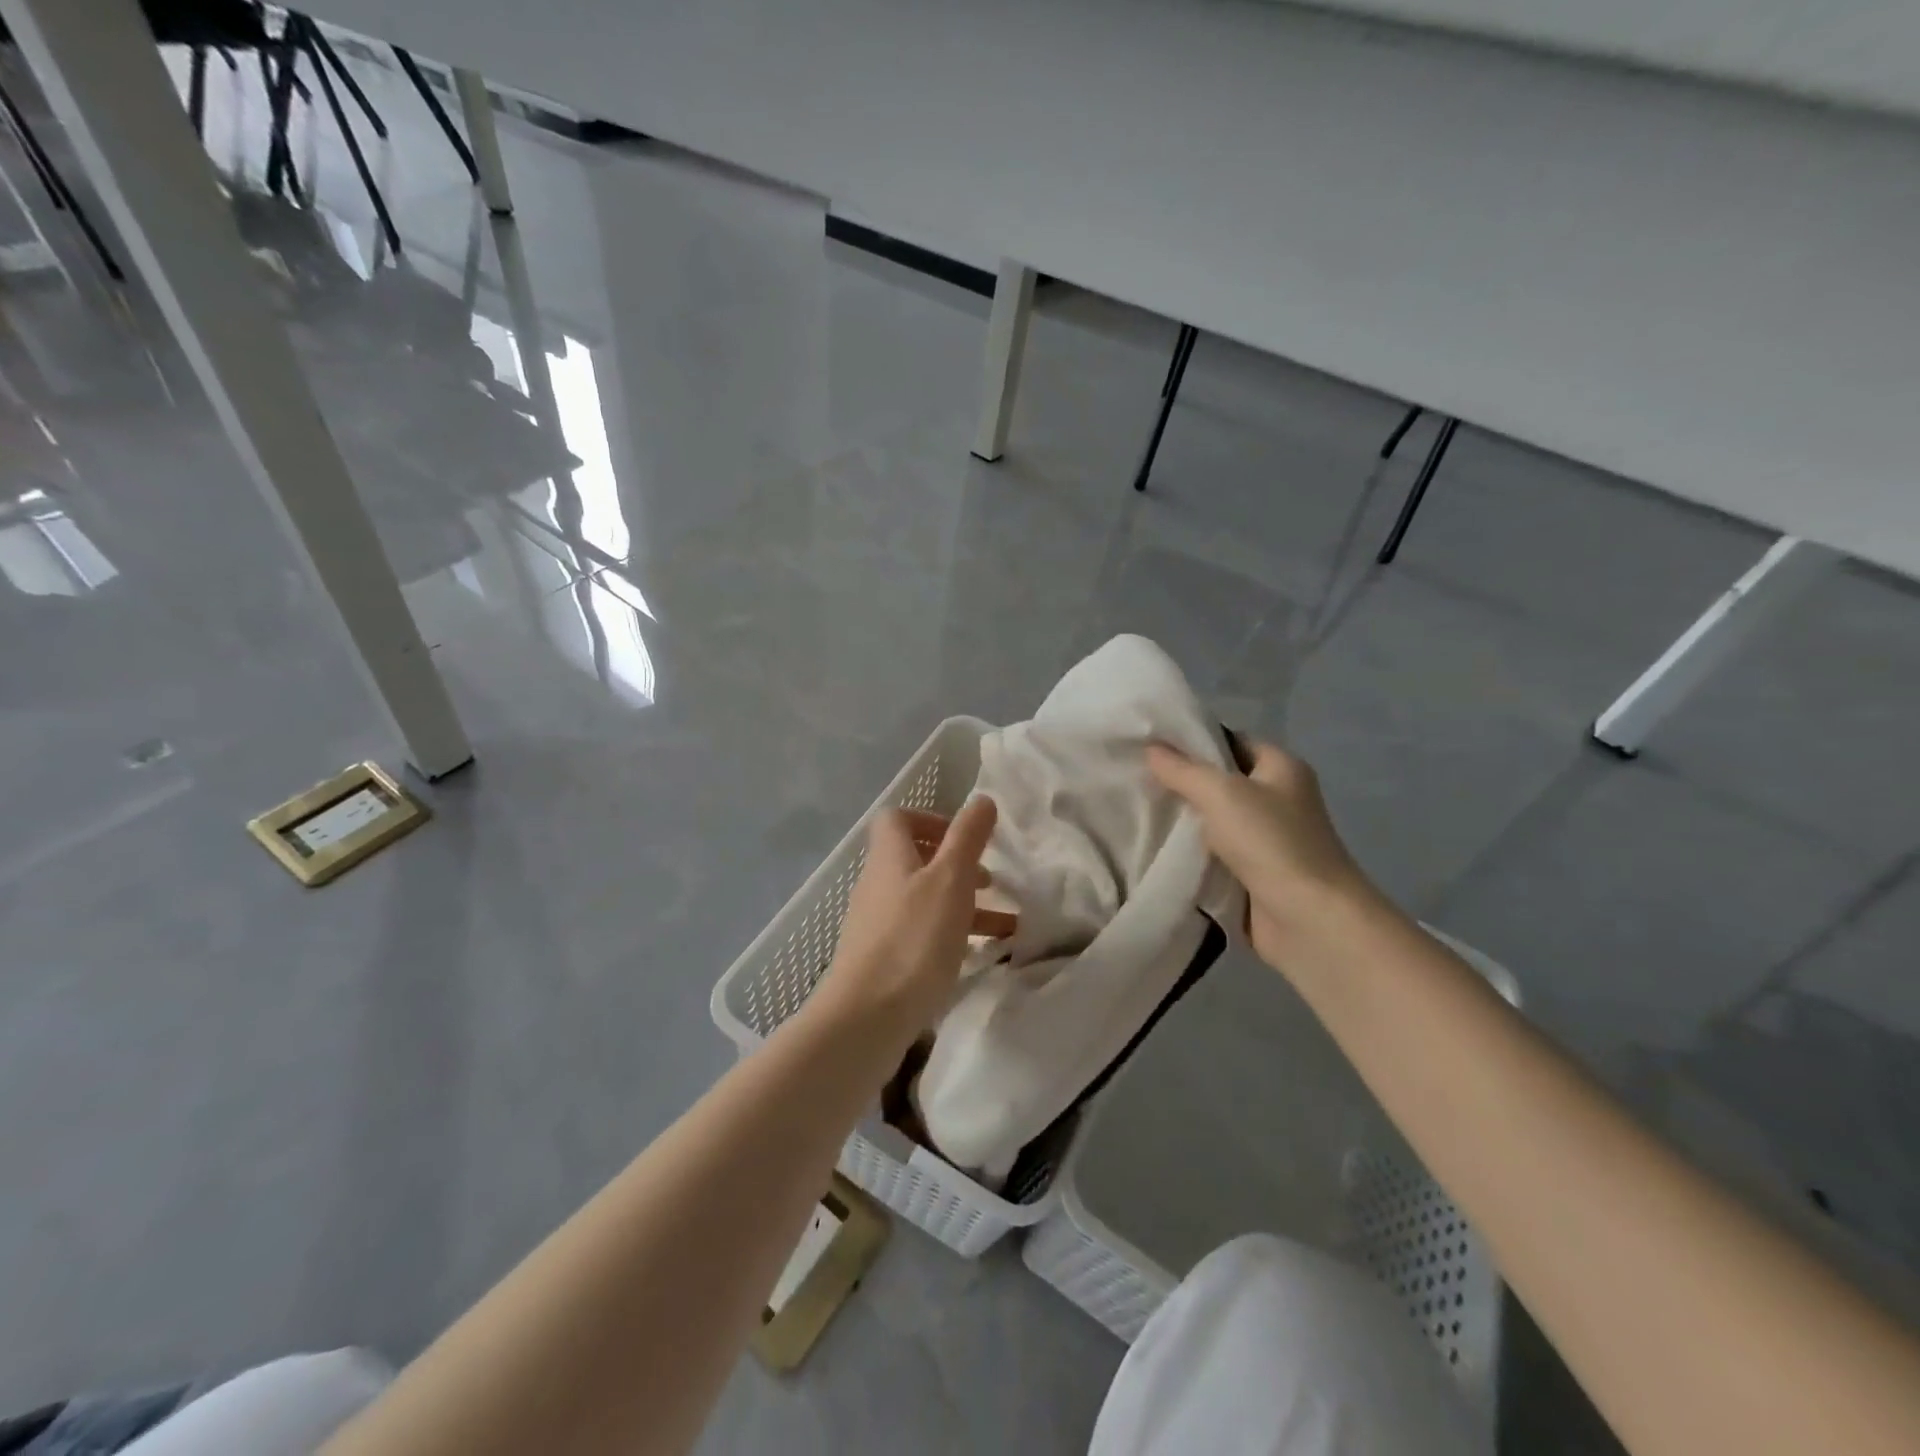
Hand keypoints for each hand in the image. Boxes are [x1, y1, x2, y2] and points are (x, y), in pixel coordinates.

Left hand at [810, 798, 1004, 1049]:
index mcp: (889, 857)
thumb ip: (967, 838)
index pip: (897, 818)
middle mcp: (878, 884)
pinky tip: (979, 954)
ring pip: (924, 899)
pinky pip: (921, 933)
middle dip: (956, 866)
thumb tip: (982, 799)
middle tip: (990, 882)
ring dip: (962, 904)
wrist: (866, 1017)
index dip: (931, 819)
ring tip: (1004, 923)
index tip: (965, 839)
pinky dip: (951, 934)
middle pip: (914, 859)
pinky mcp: (882, 959)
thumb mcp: (951, 880)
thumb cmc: (913, 939)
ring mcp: (877, 923)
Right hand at [1148, 738, 1375, 967]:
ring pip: (1214, 821)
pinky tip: (1155, 848)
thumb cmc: (1271, 842)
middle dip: (1181, 783)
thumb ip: (1182, 770)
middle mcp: (1278, 799)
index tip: (1150, 745)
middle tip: (1136, 778)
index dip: (1194, 742)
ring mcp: (1267, 840)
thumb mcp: (1221, 793)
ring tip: (1136, 810)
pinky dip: (1190, 854)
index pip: (1231, 742)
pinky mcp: (1253, 874)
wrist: (1309, 919)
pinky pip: (1214, 855)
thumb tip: (1150, 747)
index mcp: (1282, 768)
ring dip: (1183, 822)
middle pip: (1220, 782)